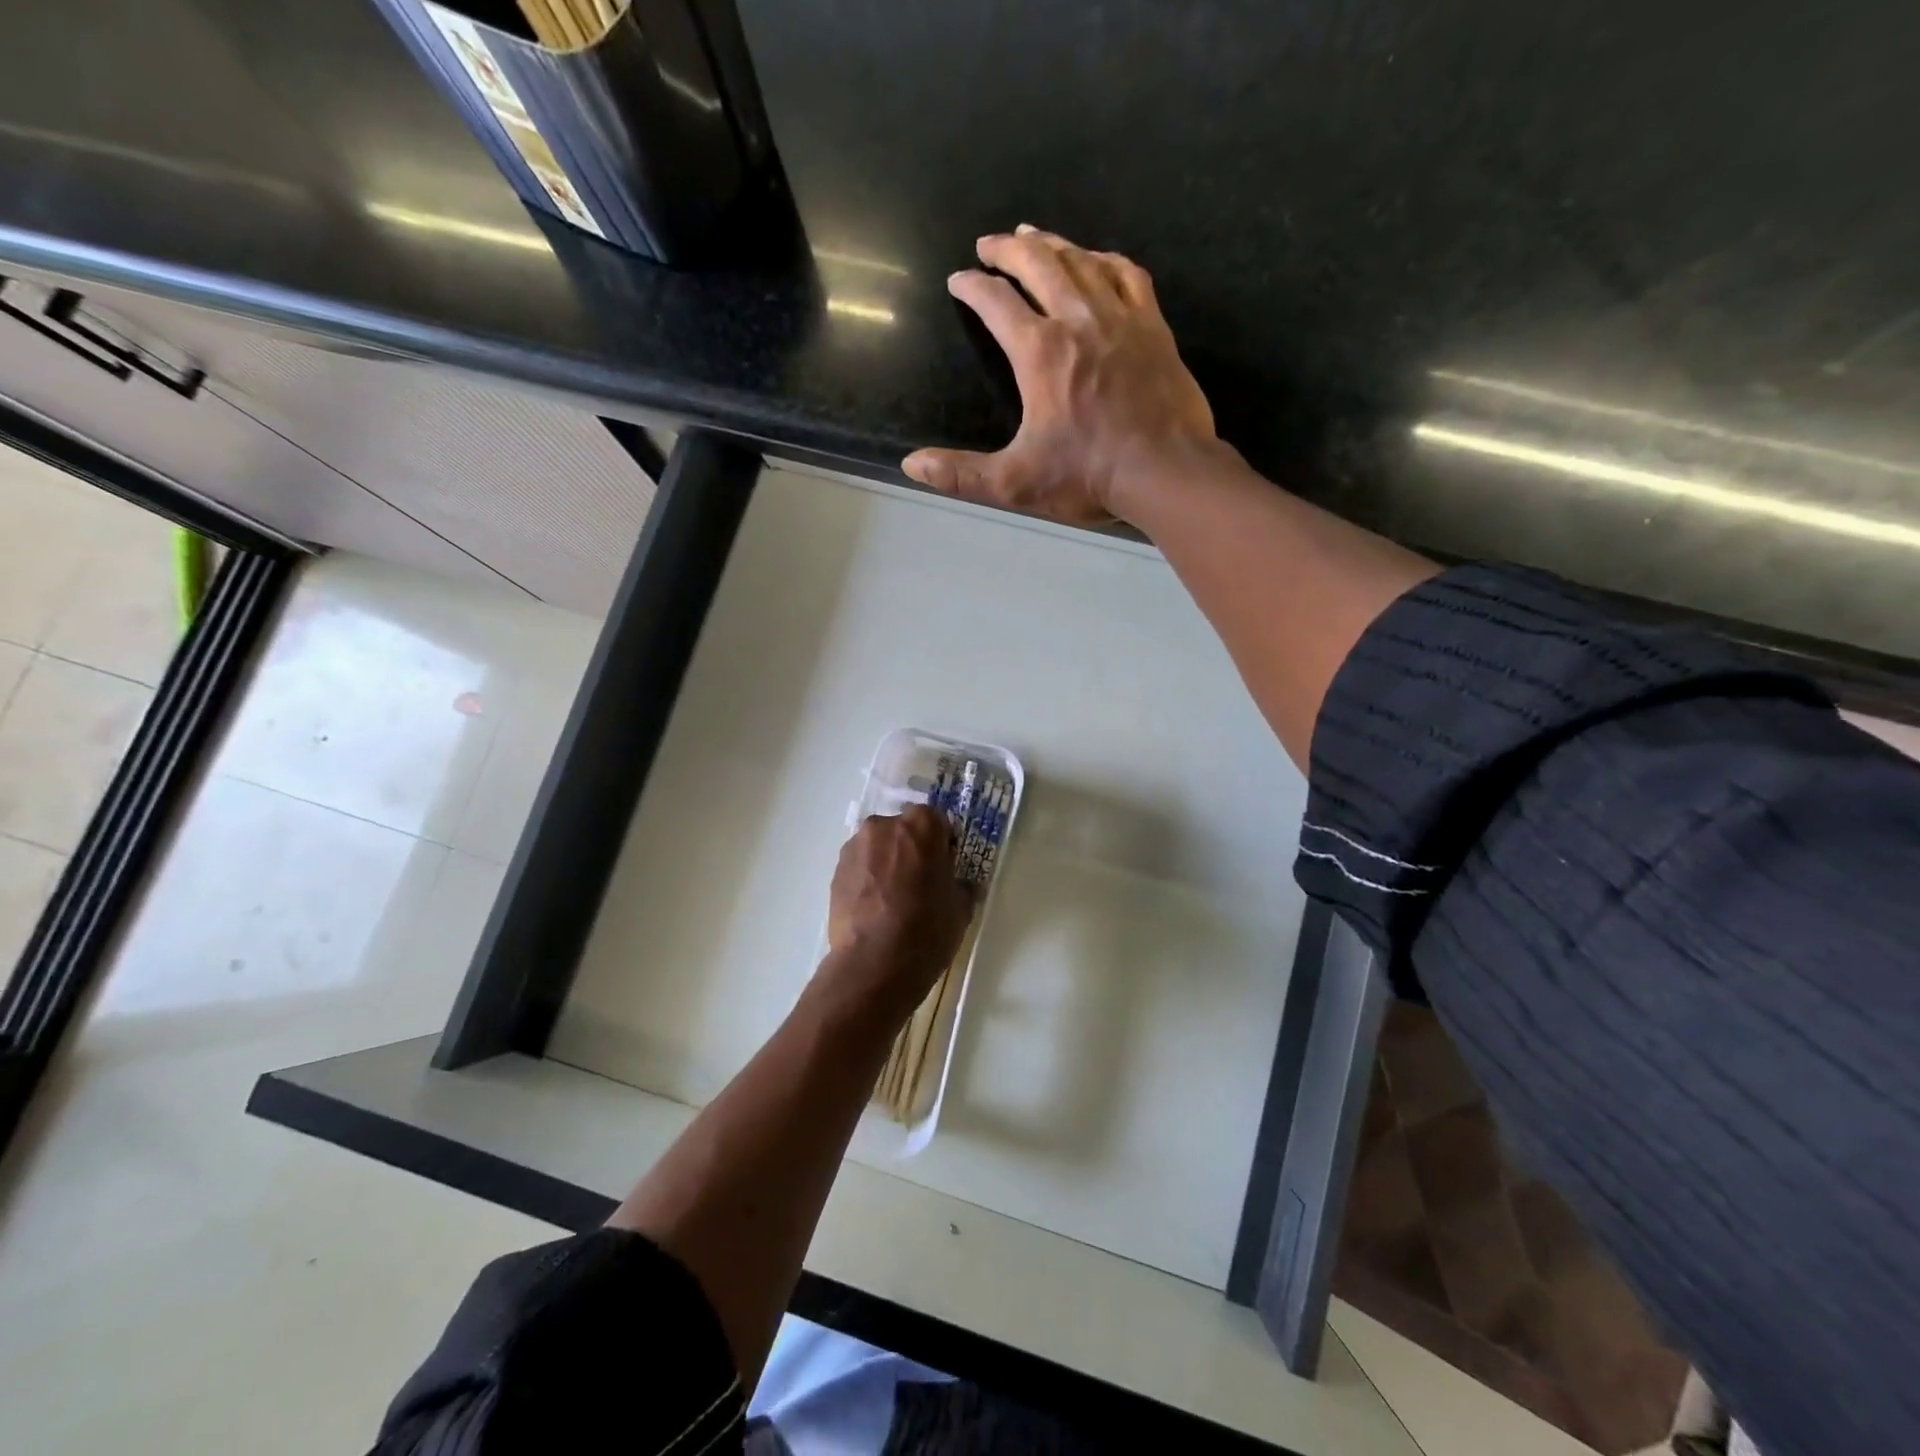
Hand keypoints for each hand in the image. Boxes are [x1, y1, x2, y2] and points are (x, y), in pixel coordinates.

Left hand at [821, 806, 973, 1019]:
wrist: (873, 964)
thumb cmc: (926, 930)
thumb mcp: (961, 909)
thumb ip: (962, 886)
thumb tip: (960, 885)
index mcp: (921, 826)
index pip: (937, 822)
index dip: (943, 844)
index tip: (945, 869)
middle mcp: (884, 826)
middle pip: (904, 831)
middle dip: (912, 850)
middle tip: (920, 883)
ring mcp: (855, 847)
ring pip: (879, 848)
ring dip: (887, 863)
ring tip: (893, 900)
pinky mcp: (835, 871)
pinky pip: (860, 867)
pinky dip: (868, 879)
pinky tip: (875, 909)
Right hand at [903, 225, 1220, 526]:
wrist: (1165, 471)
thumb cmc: (1088, 476)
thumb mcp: (1016, 482)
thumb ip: (962, 474)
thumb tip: (912, 464)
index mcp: (1040, 352)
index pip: (996, 303)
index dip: (972, 287)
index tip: (958, 280)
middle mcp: (1078, 320)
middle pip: (1038, 264)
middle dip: (1007, 250)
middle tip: (988, 244)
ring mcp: (1120, 318)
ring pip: (1081, 261)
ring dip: (1052, 244)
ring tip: (1033, 236)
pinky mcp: (1153, 327)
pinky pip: (1128, 274)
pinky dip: (1106, 259)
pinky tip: (1097, 258)